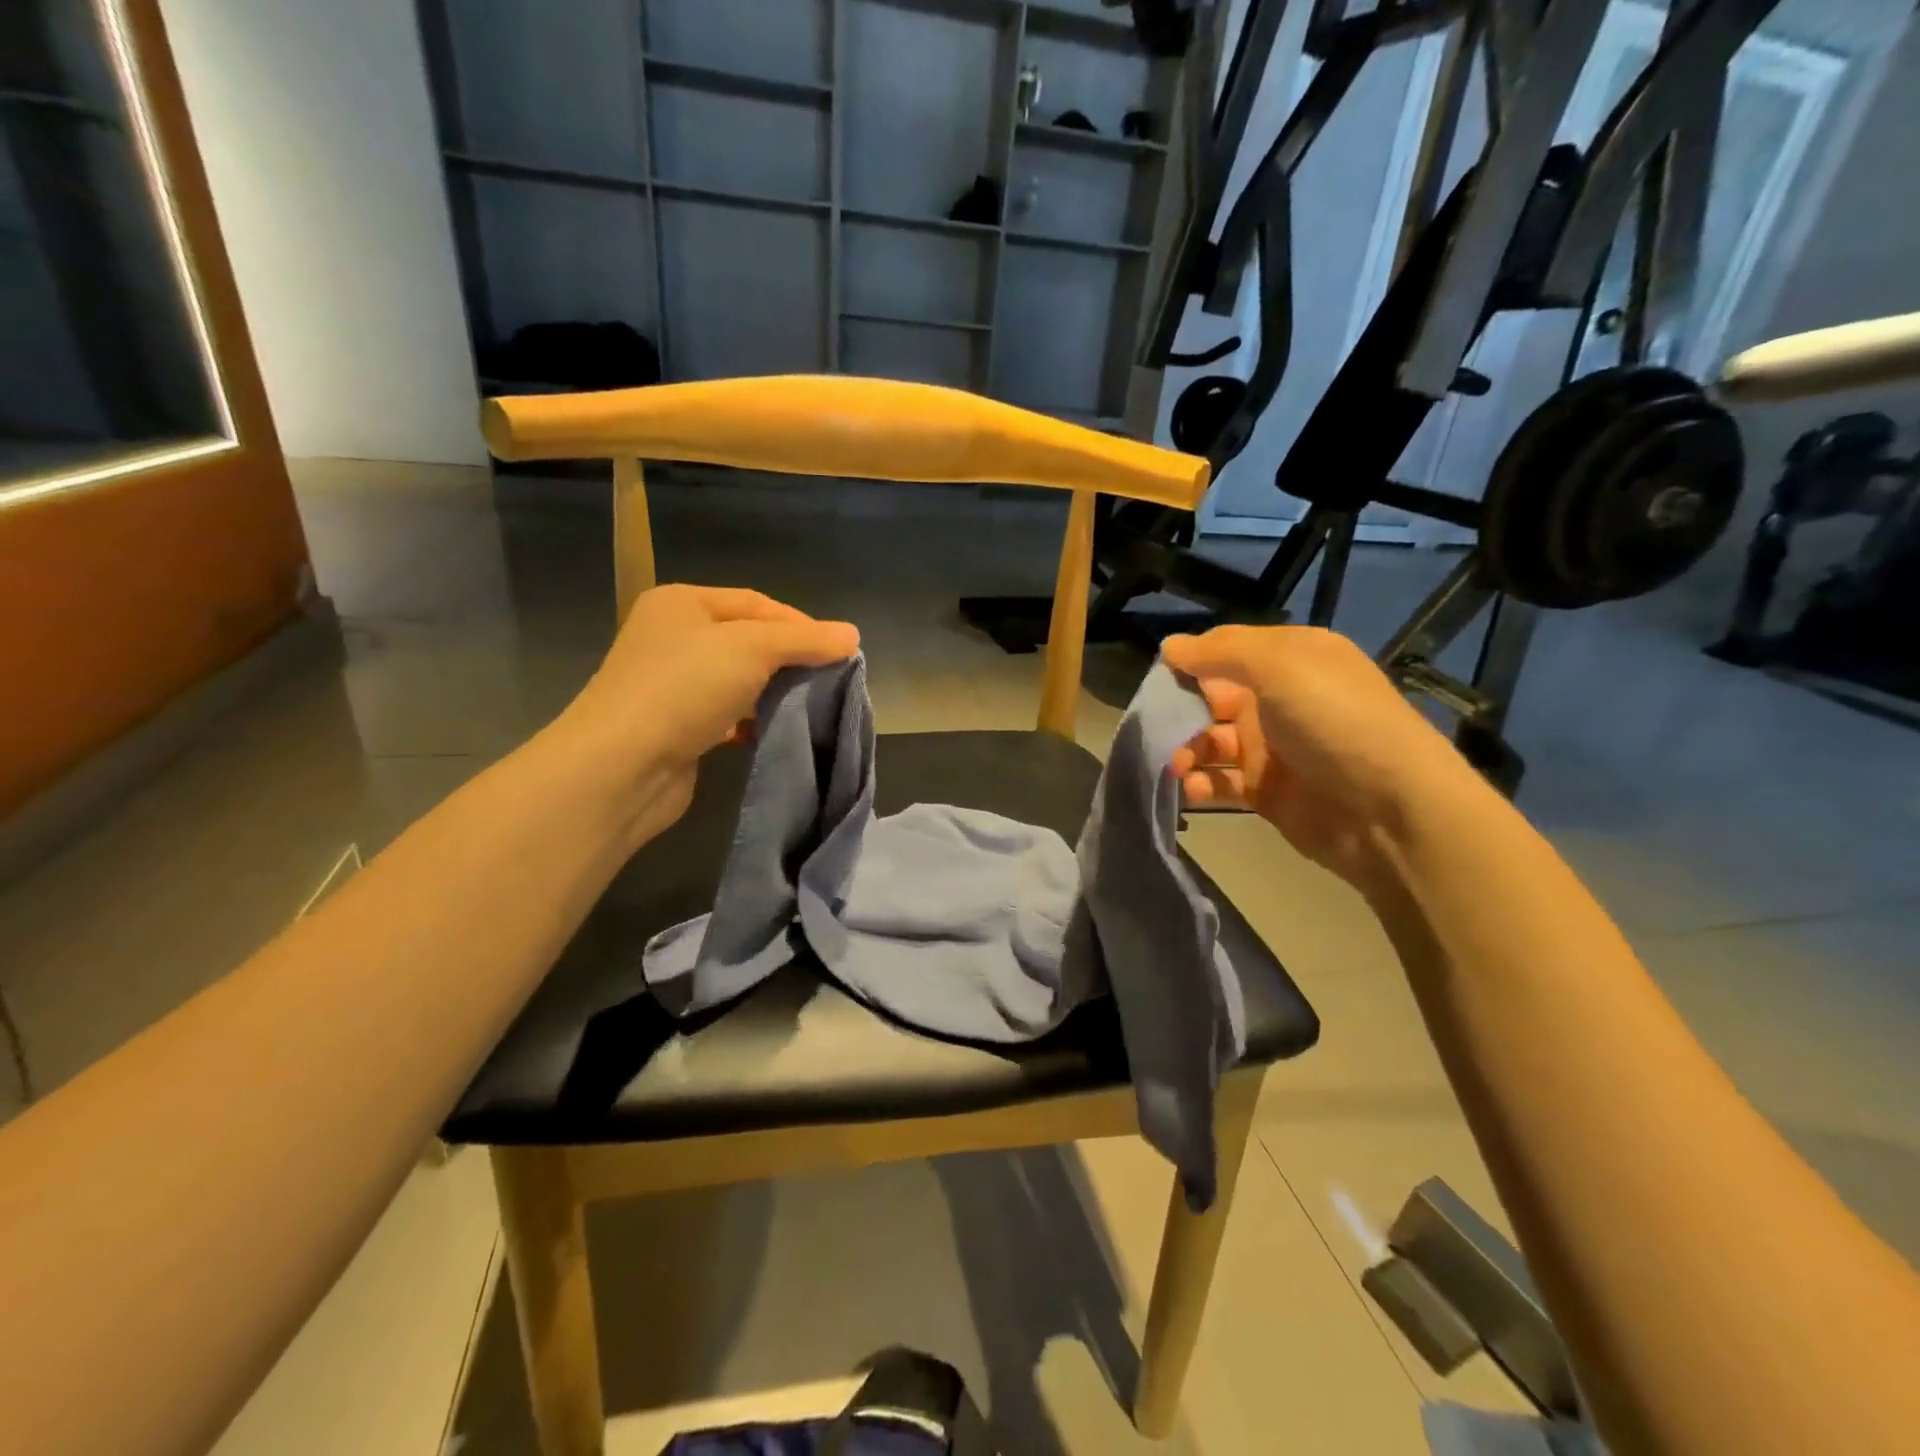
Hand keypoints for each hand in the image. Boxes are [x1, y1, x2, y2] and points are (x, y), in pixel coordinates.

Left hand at [557, 584, 858, 846]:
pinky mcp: (677, 726)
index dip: (802, 624)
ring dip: (773, 691)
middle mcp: (673, 637)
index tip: (840, 653)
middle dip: (790, 659)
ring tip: (811, 706)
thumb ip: (805, 639)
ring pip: (738, 679)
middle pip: (748, 640)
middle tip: (830, 680)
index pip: (757, 603)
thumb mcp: (752, 648)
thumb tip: (852, 634)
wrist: (622, 766)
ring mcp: (672, 684)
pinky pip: (726, 714)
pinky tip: (772, 731)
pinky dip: (751, 720)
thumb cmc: (685, 688)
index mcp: (682, 603)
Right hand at [1163, 625, 1476, 890]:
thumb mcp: (1280, 666)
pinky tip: (1191, 789)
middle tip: (1154, 727)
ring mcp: (1271, 748)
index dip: (1190, 660)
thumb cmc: (1334, 722)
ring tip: (1175, 764)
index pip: (1225, 650)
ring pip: (1209, 742)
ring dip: (1185, 750)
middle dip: (1179, 710)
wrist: (1389, 810)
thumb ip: (1220, 653)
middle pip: (1210, 698)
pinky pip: (1219, 782)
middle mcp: (1277, 699)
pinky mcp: (1264, 791)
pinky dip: (1200, 784)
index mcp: (1288, 660)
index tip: (1156, 677)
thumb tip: (1169, 647)